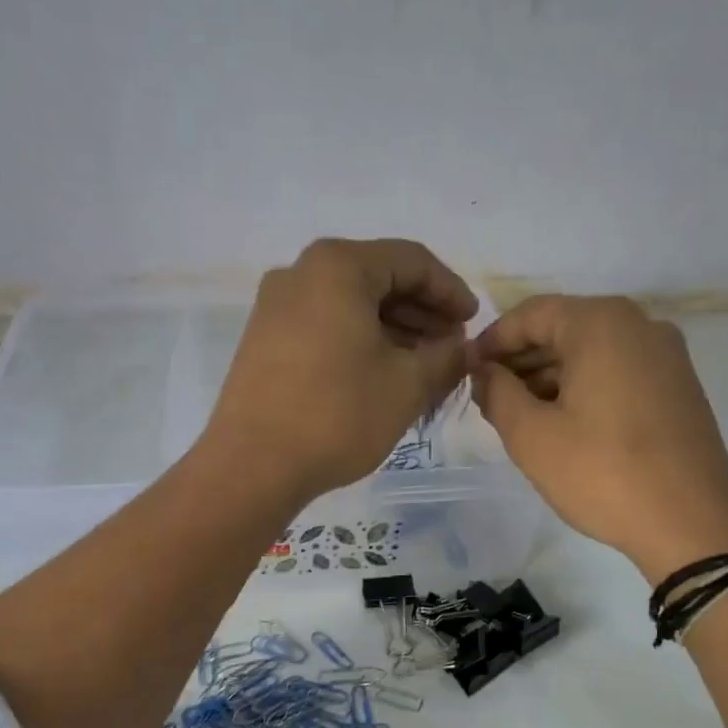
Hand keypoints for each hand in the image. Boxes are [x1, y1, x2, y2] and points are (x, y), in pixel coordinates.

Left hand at [204, 238, 476, 502]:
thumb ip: (447, 357)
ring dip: (393, 330)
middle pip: (378, 279)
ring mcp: (275, 307)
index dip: (451, 291)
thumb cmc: (338, 415)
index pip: (412, 261)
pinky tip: (380, 375)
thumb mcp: (408, 385)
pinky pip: (325, 326)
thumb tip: (462, 347)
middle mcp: (300, 273)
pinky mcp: (263, 340)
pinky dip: (359, 342)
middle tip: (451, 348)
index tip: (474, 324)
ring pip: (350, 305)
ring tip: (422, 367)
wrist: (253, 466)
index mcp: (338, 266)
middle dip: (422, 313)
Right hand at [471, 295, 727, 580]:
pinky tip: (564, 424)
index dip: (493, 341)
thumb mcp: (532, 436)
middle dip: (521, 360)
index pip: (532, 314)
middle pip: (565, 329)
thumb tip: (484, 372)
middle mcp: (640, 325)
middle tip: (489, 398)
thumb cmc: (602, 474)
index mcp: (602, 324)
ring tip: (520, 416)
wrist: (689, 524)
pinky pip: (619, 372)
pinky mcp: (679, 388)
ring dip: (551, 377)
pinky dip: (584, 388)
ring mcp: (667, 356)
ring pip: (592, 353)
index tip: (467, 371)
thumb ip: (497, 393)